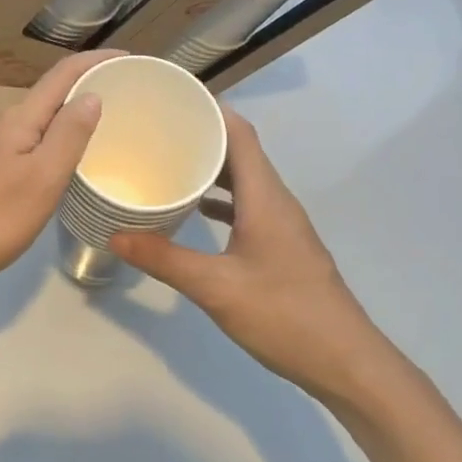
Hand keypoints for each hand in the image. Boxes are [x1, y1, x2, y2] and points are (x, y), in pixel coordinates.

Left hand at [0, 50, 116, 294]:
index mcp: (20, 119)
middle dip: (88, 85)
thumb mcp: (42, 178)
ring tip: (107, 126)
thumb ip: (68, 135)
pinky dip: (55, 139)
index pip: (62, 74)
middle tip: (129, 96)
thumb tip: (91, 94)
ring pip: (41, 120)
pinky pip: (31, 141)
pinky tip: (67, 161)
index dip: (96, 60)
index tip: (130, 58)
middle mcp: (4, 123)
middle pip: (52, 93)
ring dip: (72, 114)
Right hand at [112, 110, 398, 402]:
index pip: (240, 132)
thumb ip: (164, 259)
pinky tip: (194, 209)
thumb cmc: (284, 315)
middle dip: (202, 133)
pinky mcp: (282, 244)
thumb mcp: (216, 288)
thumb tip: (115, 235)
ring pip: (244, 178)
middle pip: (240, 150)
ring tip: (168, 160)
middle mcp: (275, 199)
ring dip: (211, 165)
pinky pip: (247, 204)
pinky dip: (220, 197)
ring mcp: (282, 222)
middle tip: (156, 128)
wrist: (347, 363)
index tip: (171, 98)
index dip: (210, 108)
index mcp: (264, 196)